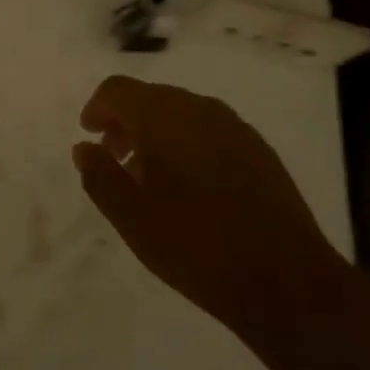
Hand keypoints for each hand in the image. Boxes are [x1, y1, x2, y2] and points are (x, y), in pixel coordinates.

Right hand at [72, 76, 340, 330]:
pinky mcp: (259, 149)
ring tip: (150, 177)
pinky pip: (210, 130)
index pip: (118, 90)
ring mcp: (234, 127)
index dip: (97, 108)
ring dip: (157, 133)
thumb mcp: (131, 217)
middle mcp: (199, 108)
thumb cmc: (195, 246)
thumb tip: (84, 147)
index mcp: (163, 117)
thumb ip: (99, 175)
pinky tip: (190, 187)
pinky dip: (187, 143)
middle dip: (126, 121)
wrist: (285, 280)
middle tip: (114, 159)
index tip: (89, 135)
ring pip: (181, 113)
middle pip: (150, 98)